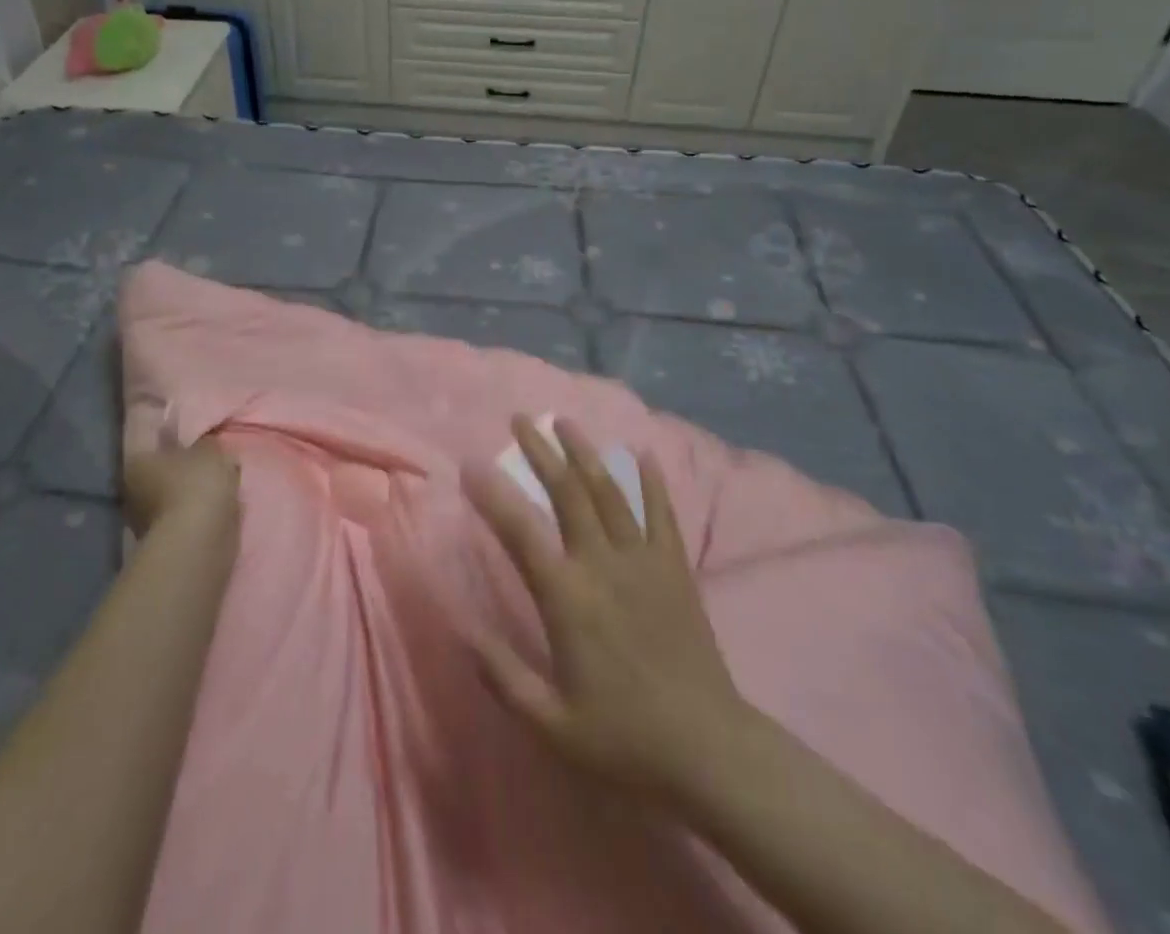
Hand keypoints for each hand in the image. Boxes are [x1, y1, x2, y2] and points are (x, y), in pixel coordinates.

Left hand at [123, 430, 239, 539]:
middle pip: (162, 474)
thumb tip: (204, 445)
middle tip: (213, 464)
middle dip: (184, 471)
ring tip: (221, 488)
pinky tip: (218, 510)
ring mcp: (144, 522)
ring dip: (192, 495)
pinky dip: (198, 516)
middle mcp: (132, 492)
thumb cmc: (197, 484)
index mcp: (136, 462)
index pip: (155, 446)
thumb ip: (206, 443)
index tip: (199, 442)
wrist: (198, 541)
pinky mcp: (163, 544)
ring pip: (173, 499)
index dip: (178, 442)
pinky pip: (184, 519)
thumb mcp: (210, 450)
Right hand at [465, 416, 753, 809]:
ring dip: (585, 453)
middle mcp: (603, 564)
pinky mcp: (675, 568)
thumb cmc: (624, 738)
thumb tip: (460, 631)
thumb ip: (503, 676)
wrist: (709, 750)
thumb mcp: (551, 723)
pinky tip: (643, 454)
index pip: (521, 531)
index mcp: (567, 598)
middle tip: (521, 419)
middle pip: (568, 493)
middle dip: (542, 451)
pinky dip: (652, 481)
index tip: (471, 463)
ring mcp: (643, 561)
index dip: (493, 493)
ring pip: (610, 492)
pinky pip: (662, 514)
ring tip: (565, 422)